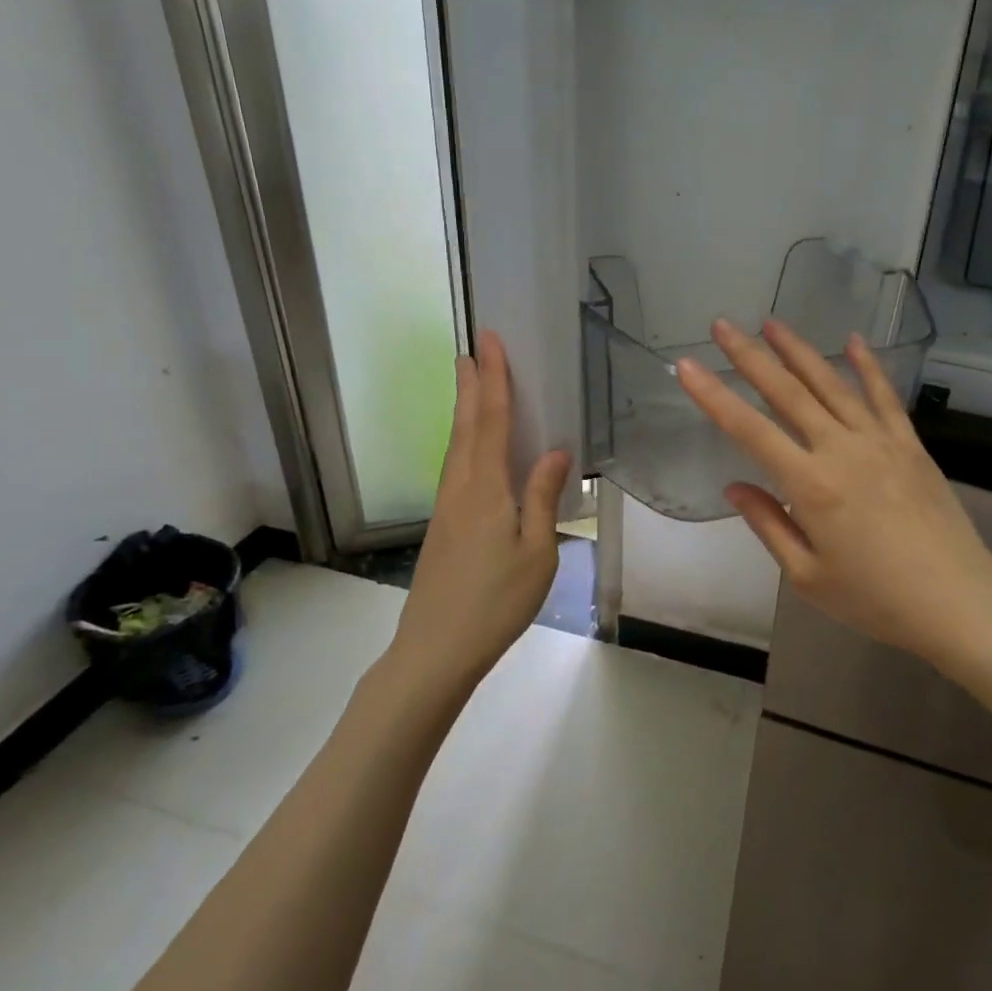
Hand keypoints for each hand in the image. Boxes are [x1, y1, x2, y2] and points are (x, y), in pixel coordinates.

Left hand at [394, 330, 571, 680]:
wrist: (436, 648)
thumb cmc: (495, 601)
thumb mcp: (536, 551)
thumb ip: (542, 497)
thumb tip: (556, 450)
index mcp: (485, 488)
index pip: (491, 420)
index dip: (493, 379)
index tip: (489, 342)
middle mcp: (460, 487)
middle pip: (466, 426)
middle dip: (472, 385)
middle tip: (472, 348)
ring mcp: (447, 507)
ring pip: (457, 445)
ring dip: (465, 410)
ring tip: (471, 383)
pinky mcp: (444, 525)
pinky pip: (457, 467)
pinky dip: (466, 441)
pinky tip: (474, 449)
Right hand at [676, 319, 991, 678]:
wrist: (957, 601)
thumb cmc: (875, 599)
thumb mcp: (807, 577)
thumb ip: (768, 525)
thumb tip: (735, 488)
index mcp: (810, 486)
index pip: (750, 430)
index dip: (713, 396)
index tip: (686, 365)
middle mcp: (842, 450)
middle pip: (788, 393)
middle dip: (750, 356)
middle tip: (723, 326)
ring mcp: (880, 442)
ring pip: (831, 385)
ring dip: (799, 351)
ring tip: (772, 323)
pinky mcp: (910, 445)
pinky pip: (884, 396)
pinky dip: (867, 366)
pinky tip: (852, 341)